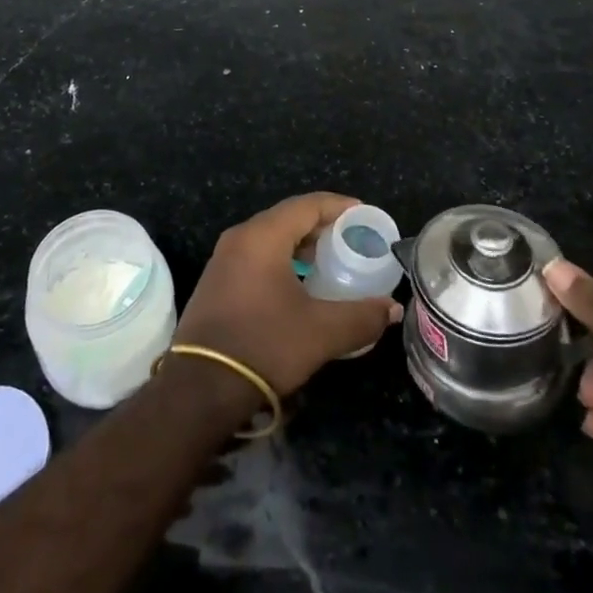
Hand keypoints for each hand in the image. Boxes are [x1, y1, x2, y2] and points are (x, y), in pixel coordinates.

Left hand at [175, 193, 401, 395]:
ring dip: (302, 245)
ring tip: (331, 263)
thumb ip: (361, 316)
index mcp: (262, 236)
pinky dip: (283, 259)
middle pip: (288, 217)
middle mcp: (240, 237)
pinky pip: (257, 255)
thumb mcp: (321, 332)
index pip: (308, 204)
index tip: (365, 216)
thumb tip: (391, 309)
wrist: (200, 388)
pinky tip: (300, 284)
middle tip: (352, 241)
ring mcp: (224, 259)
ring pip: (271, 237)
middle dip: (322, 226)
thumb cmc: (264, 346)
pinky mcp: (217, 281)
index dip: (340, 207)